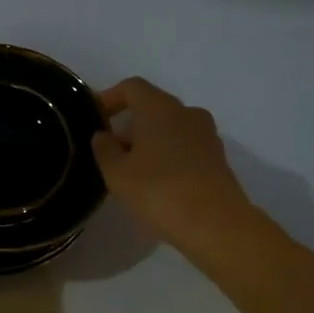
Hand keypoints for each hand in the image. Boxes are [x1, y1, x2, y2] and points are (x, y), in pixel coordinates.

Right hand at [93, 77, 257, 254]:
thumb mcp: (117, 173)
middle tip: (111, 149)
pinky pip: (186, 146)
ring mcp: (207, 135)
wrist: (216, 225)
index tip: (95, 117)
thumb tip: (103, 136)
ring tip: (133, 169)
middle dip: (129, 123)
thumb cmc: (159, 191)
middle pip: (152, 106)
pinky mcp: (218, 159)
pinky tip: (158, 182)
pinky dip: (168, 155)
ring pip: (171, 127)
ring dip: (150, 140)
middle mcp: (186, 113)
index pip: (131, 87)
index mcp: (159, 108)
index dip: (110, 97)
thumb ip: (104, 149)